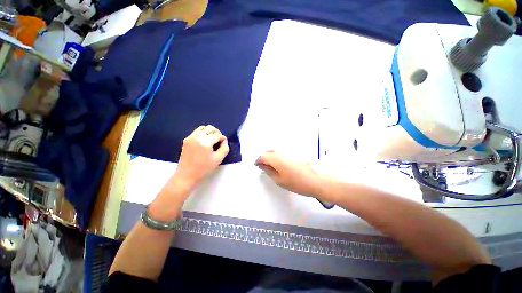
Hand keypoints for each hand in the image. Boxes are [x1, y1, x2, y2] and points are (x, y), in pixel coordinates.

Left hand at [173, 125, 229, 188]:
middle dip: (217, 133)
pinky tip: (205, 142)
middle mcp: (197, 136)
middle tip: (219, 140)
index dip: (223, 138)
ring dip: (210, 132)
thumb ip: (225, 148)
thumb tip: (224, 141)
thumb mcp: (218, 159)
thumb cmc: (204, 168)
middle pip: (210, 128)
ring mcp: (190, 137)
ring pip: (203, 128)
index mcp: (205, 142)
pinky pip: (197, 132)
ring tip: (212, 140)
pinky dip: (203, 134)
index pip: (217, 135)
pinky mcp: (186, 139)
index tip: (224, 143)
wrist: (187, 174)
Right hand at [255, 151, 325, 197]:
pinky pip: (282, 152)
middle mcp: (281, 152)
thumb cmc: (296, 182)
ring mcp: (289, 151)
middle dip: (264, 158)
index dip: (258, 160)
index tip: (256, 165)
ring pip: (276, 151)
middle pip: (269, 151)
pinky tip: (280, 163)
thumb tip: (262, 166)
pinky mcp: (295, 153)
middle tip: (263, 166)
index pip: (263, 156)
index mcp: (276, 158)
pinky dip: (278, 156)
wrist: (315, 180)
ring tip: (271, 166)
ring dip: (271, 156)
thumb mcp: (279, 180)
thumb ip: (268, 171)